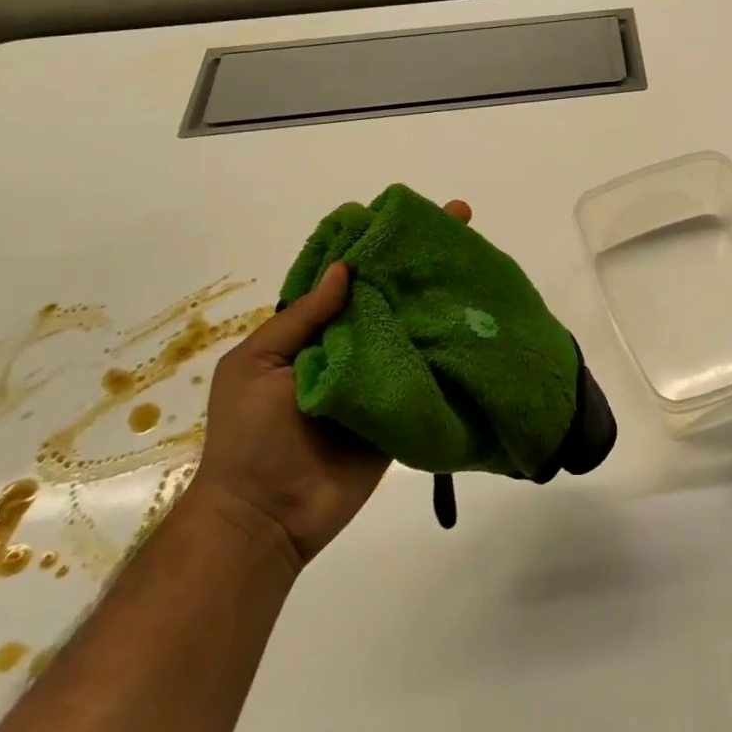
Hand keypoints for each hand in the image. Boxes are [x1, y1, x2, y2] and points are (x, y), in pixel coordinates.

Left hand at [189, 199, 473, 564]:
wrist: (268, 517)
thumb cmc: (250, 436)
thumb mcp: (255, 366)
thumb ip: (301, 319)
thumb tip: (346, 269)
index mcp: (314, 330)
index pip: (351, 274)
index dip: (377, 243)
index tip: (409, 214)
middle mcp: (353, 343)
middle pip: (392, 293)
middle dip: (424, 259)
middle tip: (464, 221)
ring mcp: (382, 374)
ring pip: (415, 326)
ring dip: (445, 296)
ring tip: (481, 262)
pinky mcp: (405, 404)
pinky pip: (429, 371)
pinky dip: (451, 347)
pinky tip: (480, 320)